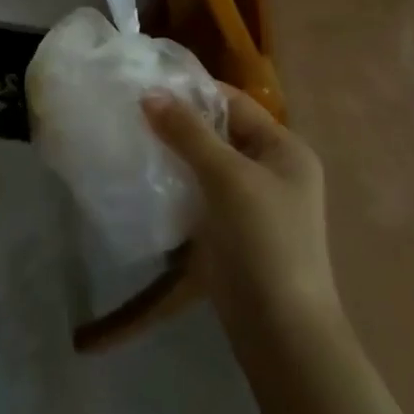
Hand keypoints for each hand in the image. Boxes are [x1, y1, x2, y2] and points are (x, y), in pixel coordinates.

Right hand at [142, 86, 340, 341]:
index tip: (145, 83)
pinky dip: (173, 183)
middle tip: (130, 110)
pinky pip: (197, 193)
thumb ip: (188, 133)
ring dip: (172, 153)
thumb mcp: (228, 177)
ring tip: (129, 138)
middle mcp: (270, 170)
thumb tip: (149, 93)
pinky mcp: (228, 230)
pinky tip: (142, 178)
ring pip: (204, 163)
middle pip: (217, 132)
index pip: (233, 103)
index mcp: (284, 149)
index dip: (192, 91)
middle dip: (177, 122)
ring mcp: (249, 203)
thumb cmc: (264, 241)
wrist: (280, 331)